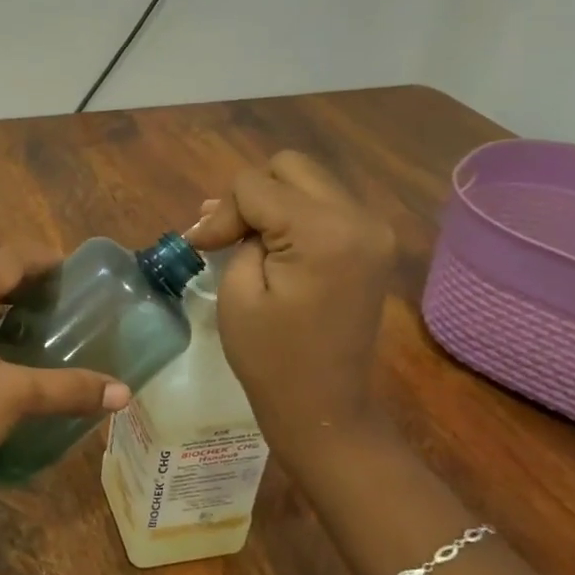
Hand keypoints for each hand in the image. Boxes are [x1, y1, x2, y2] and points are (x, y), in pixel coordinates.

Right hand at [186, 151, 395, 464]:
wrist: (324, 407)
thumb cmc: (270, 358)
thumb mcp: (238, 291)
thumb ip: (237, 235)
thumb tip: (225, 213)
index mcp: (325, 232)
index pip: (256, 186)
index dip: (220, 212)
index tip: (201, 249)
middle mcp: (359, 218)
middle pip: (290, 167)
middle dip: (250, 197)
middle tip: (226, 238)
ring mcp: (372, 230)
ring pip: (309, 181)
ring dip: (272, 203)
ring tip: (241, 240)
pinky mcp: (372, 244)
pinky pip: (326, 206)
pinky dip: (294, 216)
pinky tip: (272, 246)